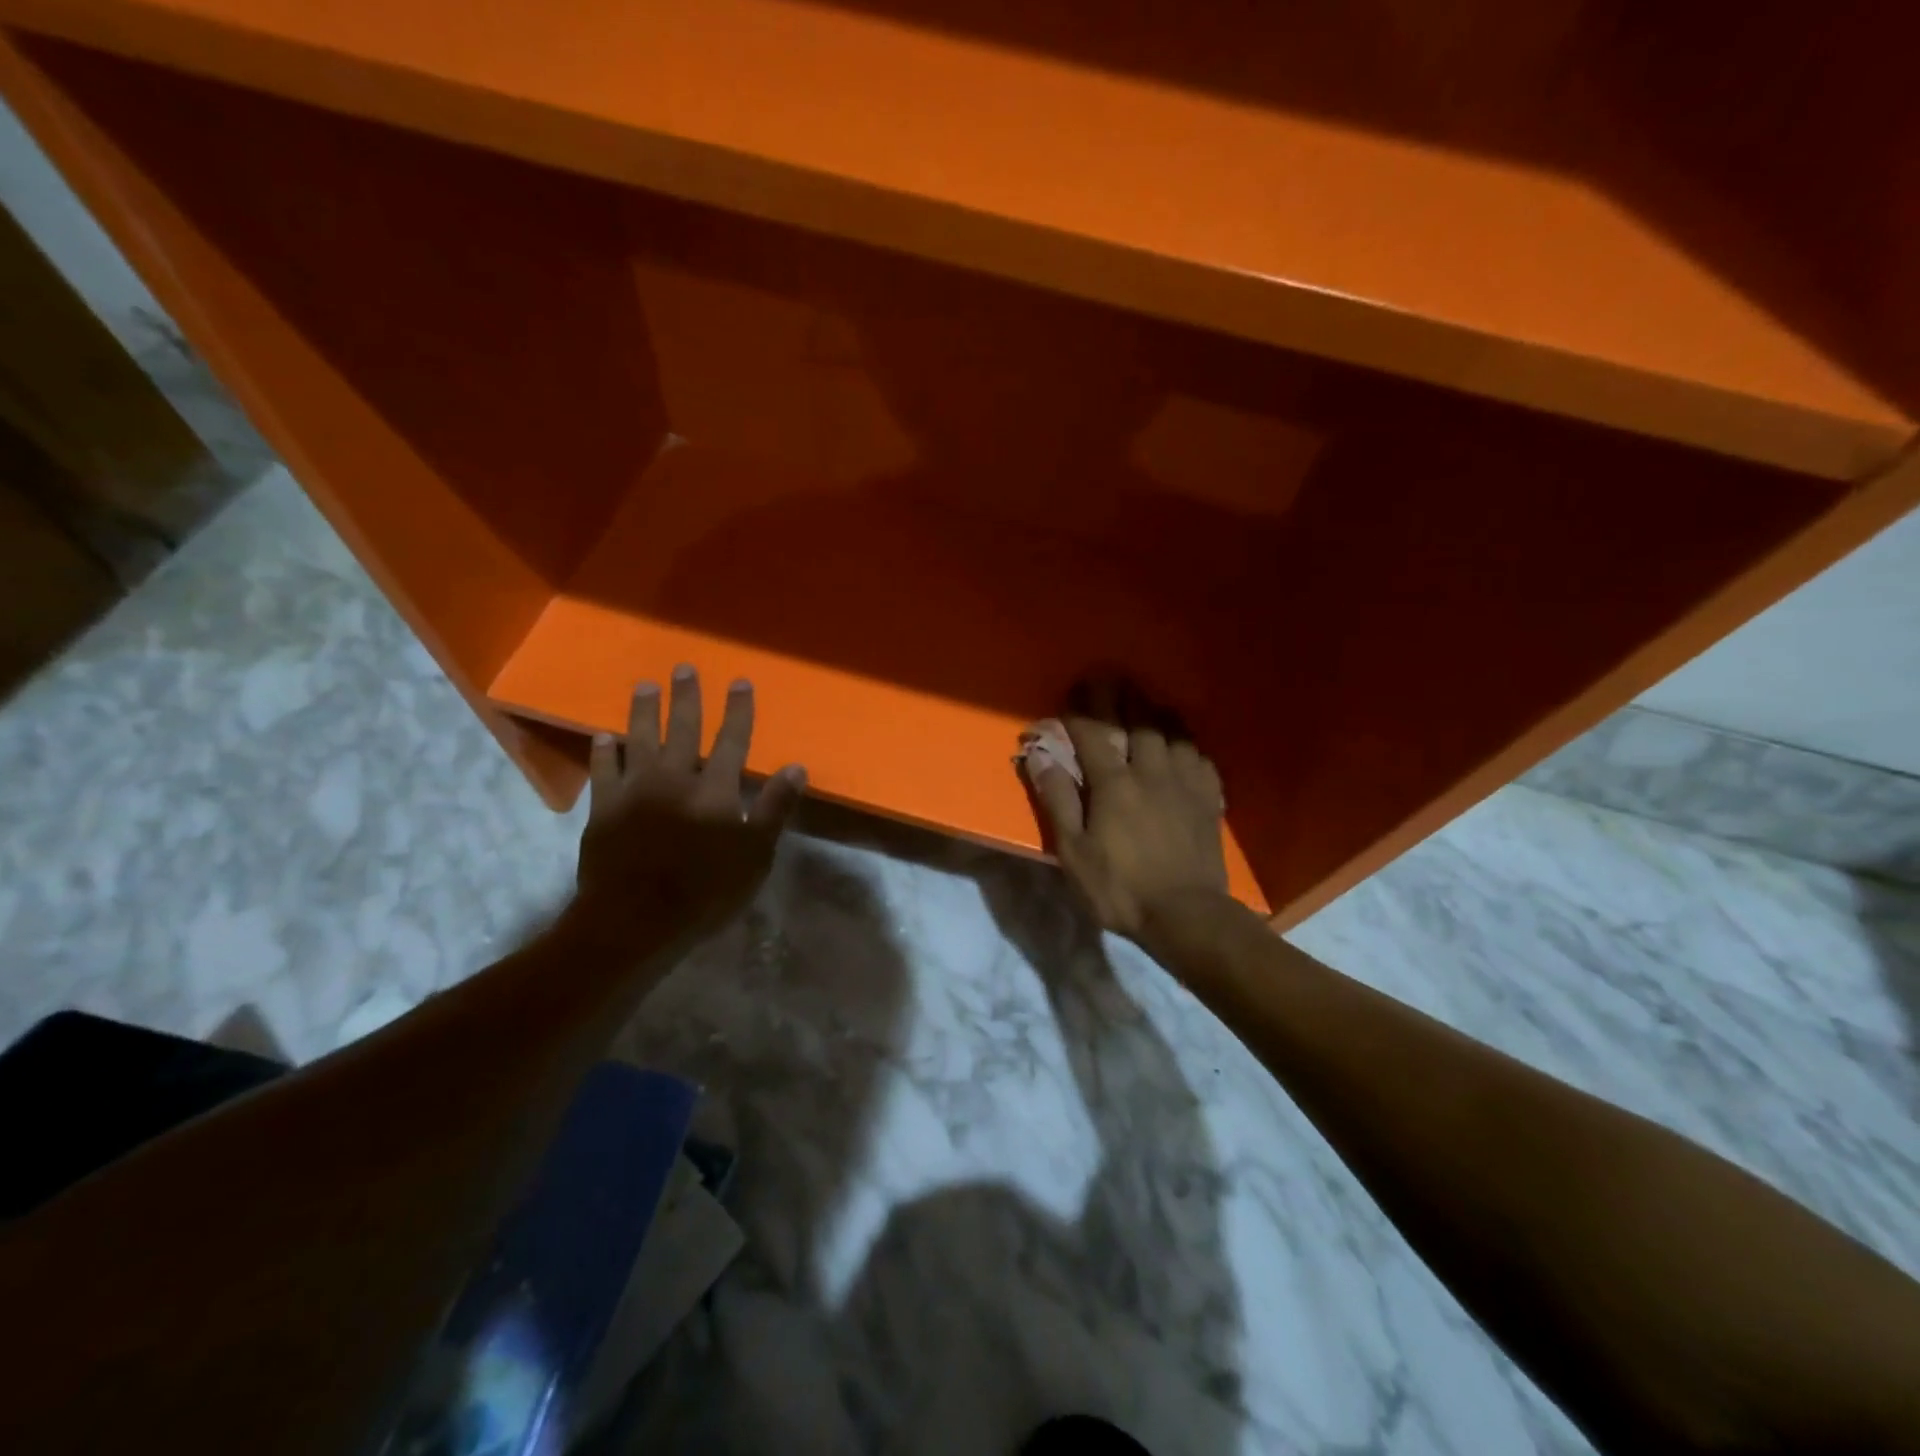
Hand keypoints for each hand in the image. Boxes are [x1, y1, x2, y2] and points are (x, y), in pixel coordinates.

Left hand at [574, 667, 805, 944]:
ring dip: (644, 711)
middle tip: (682, 668)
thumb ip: (774, 808)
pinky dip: (603, 752)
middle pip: (683, 729)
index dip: (738, 710)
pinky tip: (603, 736)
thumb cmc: (706, 892)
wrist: (635, 920)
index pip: (732, 740)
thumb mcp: (755, 855)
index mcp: (715, 790)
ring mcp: (635, 790)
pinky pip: (603, 771)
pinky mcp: (604, 809)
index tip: (740, 681)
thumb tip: (796, 767)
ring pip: (640, 739)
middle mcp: (675, 778)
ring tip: (644, 686)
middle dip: (686, 697)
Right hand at [1022, 698, 1228, 944]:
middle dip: (1122, 697)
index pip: (1093, 734)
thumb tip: (1039, 757)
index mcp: (1115, 784)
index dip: (1081, 709)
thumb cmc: (1121, 888)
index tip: (1074, 688)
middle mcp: (1151, 773)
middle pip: (1138, 722)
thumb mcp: (1074, 852)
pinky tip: (1185, 748)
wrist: (1187, 915)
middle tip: (1113, 678)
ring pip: (1174, 734)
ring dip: (1158, 714)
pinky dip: (1188, 745)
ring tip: (1150, 703)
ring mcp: (1186, 784)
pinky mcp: (1210, 800)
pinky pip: (1200, 758)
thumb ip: (1058, 801)